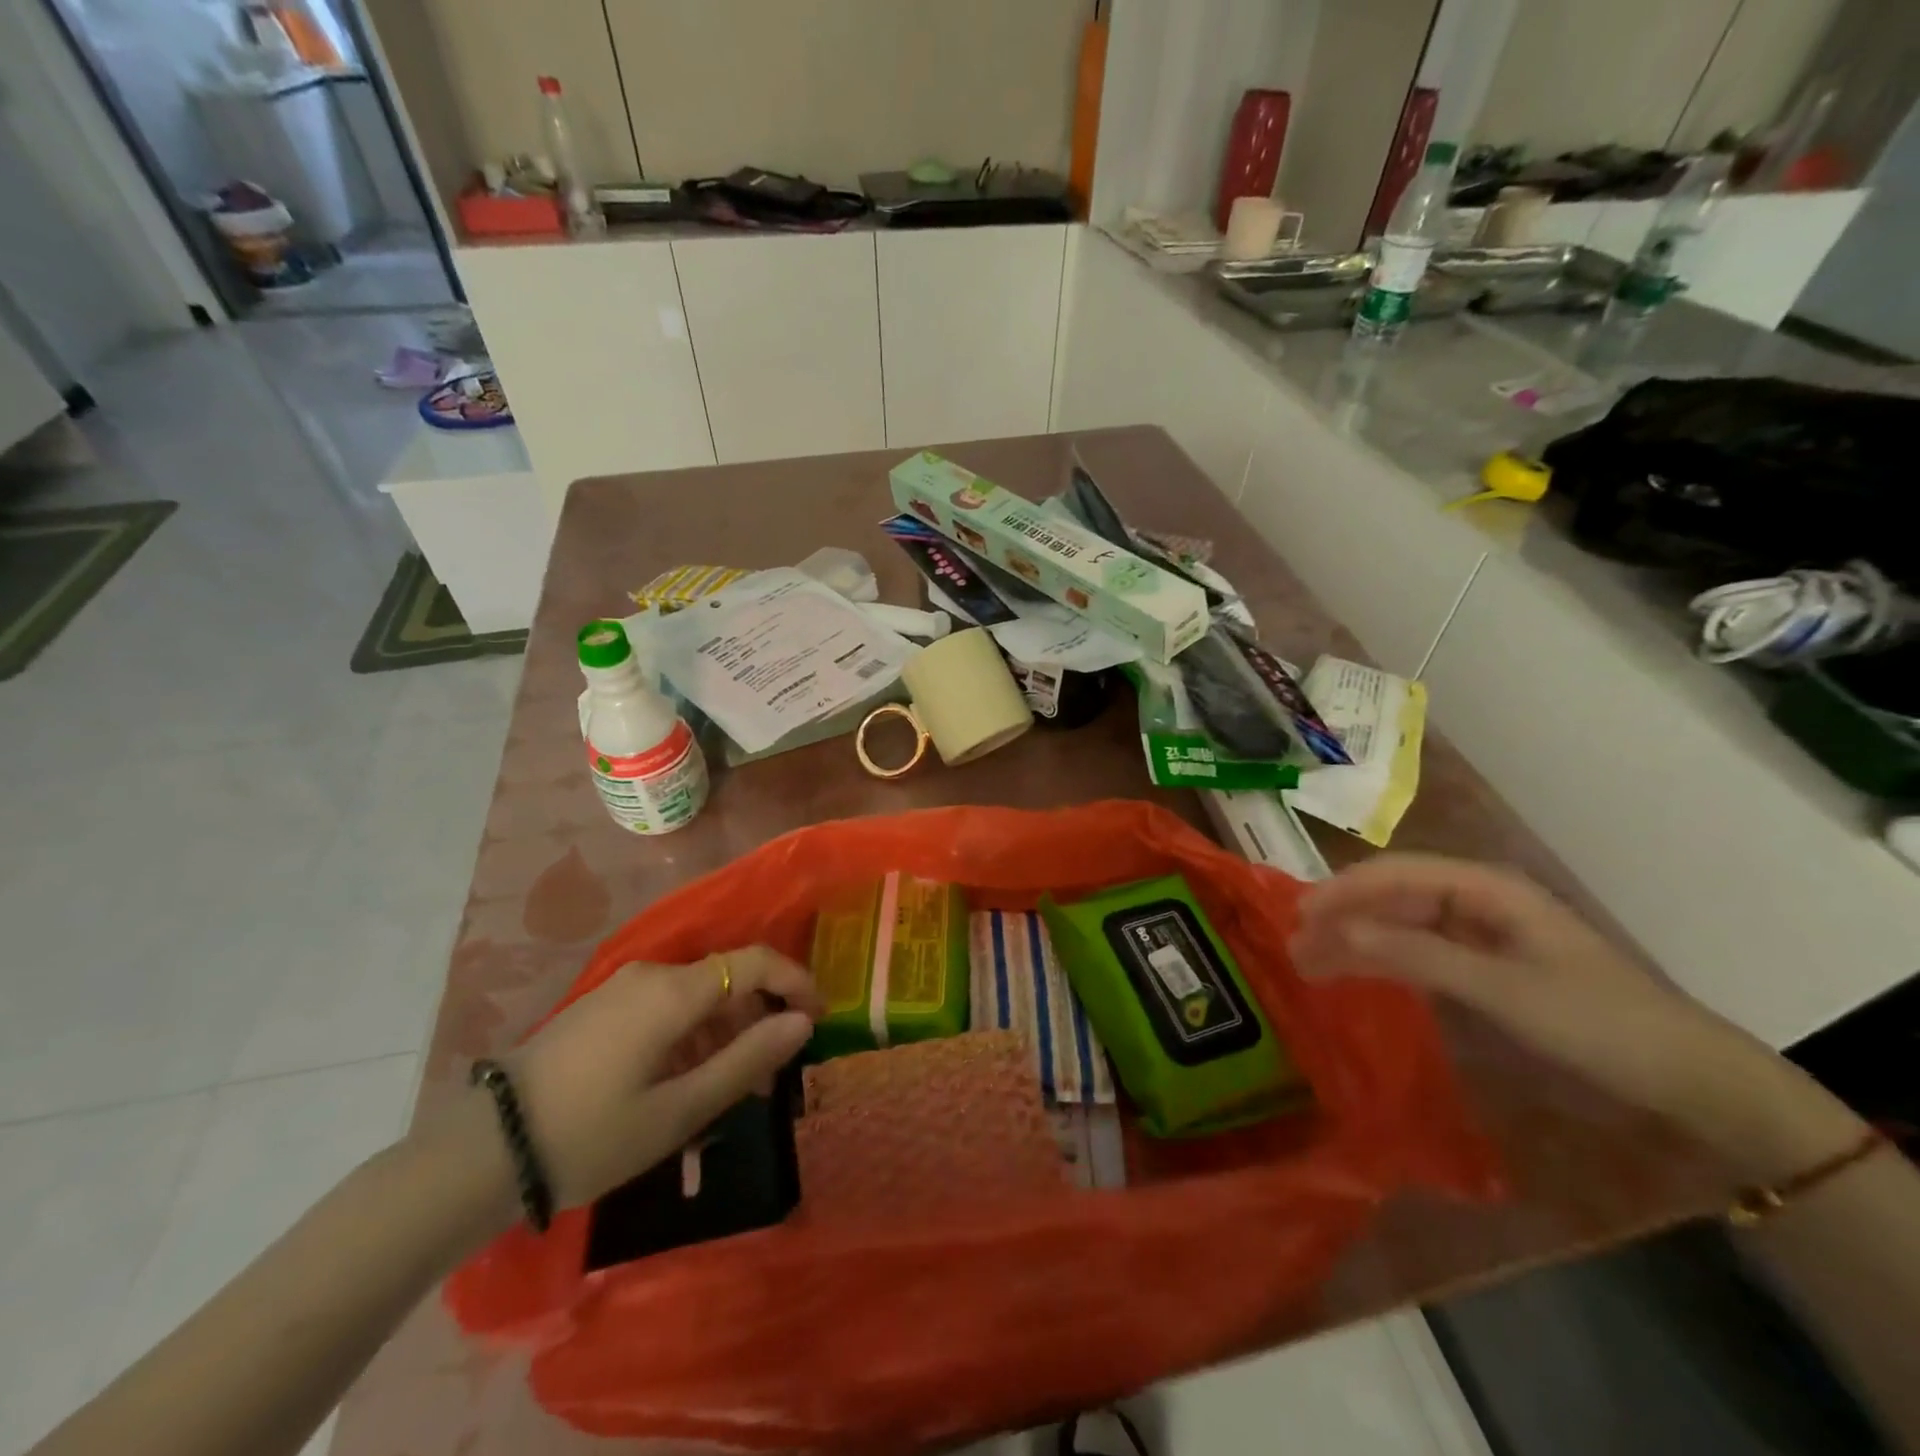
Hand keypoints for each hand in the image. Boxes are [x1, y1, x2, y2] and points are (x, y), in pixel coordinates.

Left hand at [501, 946, 822, 1207]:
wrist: (483, 1152)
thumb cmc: (592, 1134)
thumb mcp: (680, 1109)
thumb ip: (748, 1059)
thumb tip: (801, 1022)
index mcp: (674, 991)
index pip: (754, 961)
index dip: (795, 981)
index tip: (818, 1017)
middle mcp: (651, 975)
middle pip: (726, 980)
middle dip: (759, 1019)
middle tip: (772, 1076)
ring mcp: (621, 990)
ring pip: (696, 997)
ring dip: (725, 1034)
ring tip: (733, 1091)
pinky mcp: (601, 1009)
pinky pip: (666, 1009)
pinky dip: (692, 1037)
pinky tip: (686, 1084)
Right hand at [1288, 854, 1854, 1175]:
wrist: (1691, 1080)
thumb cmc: (1598, 1023)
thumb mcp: (1502, 989)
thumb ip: (1415, 954)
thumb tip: (1336, 930)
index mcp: (1487, 887)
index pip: (1396, 873)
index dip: (1343, 890)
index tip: (1297, 916)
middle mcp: (1479, 899)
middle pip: (1393, 895)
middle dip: (1342, 915)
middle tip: (1294, 946)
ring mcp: (1483, 932)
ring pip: (1402, 922)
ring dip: (1356, 939)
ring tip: (1310, 962)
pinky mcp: (1487, 964)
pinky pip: (1420, 949)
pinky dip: (1384, 958)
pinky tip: (1357, 971)